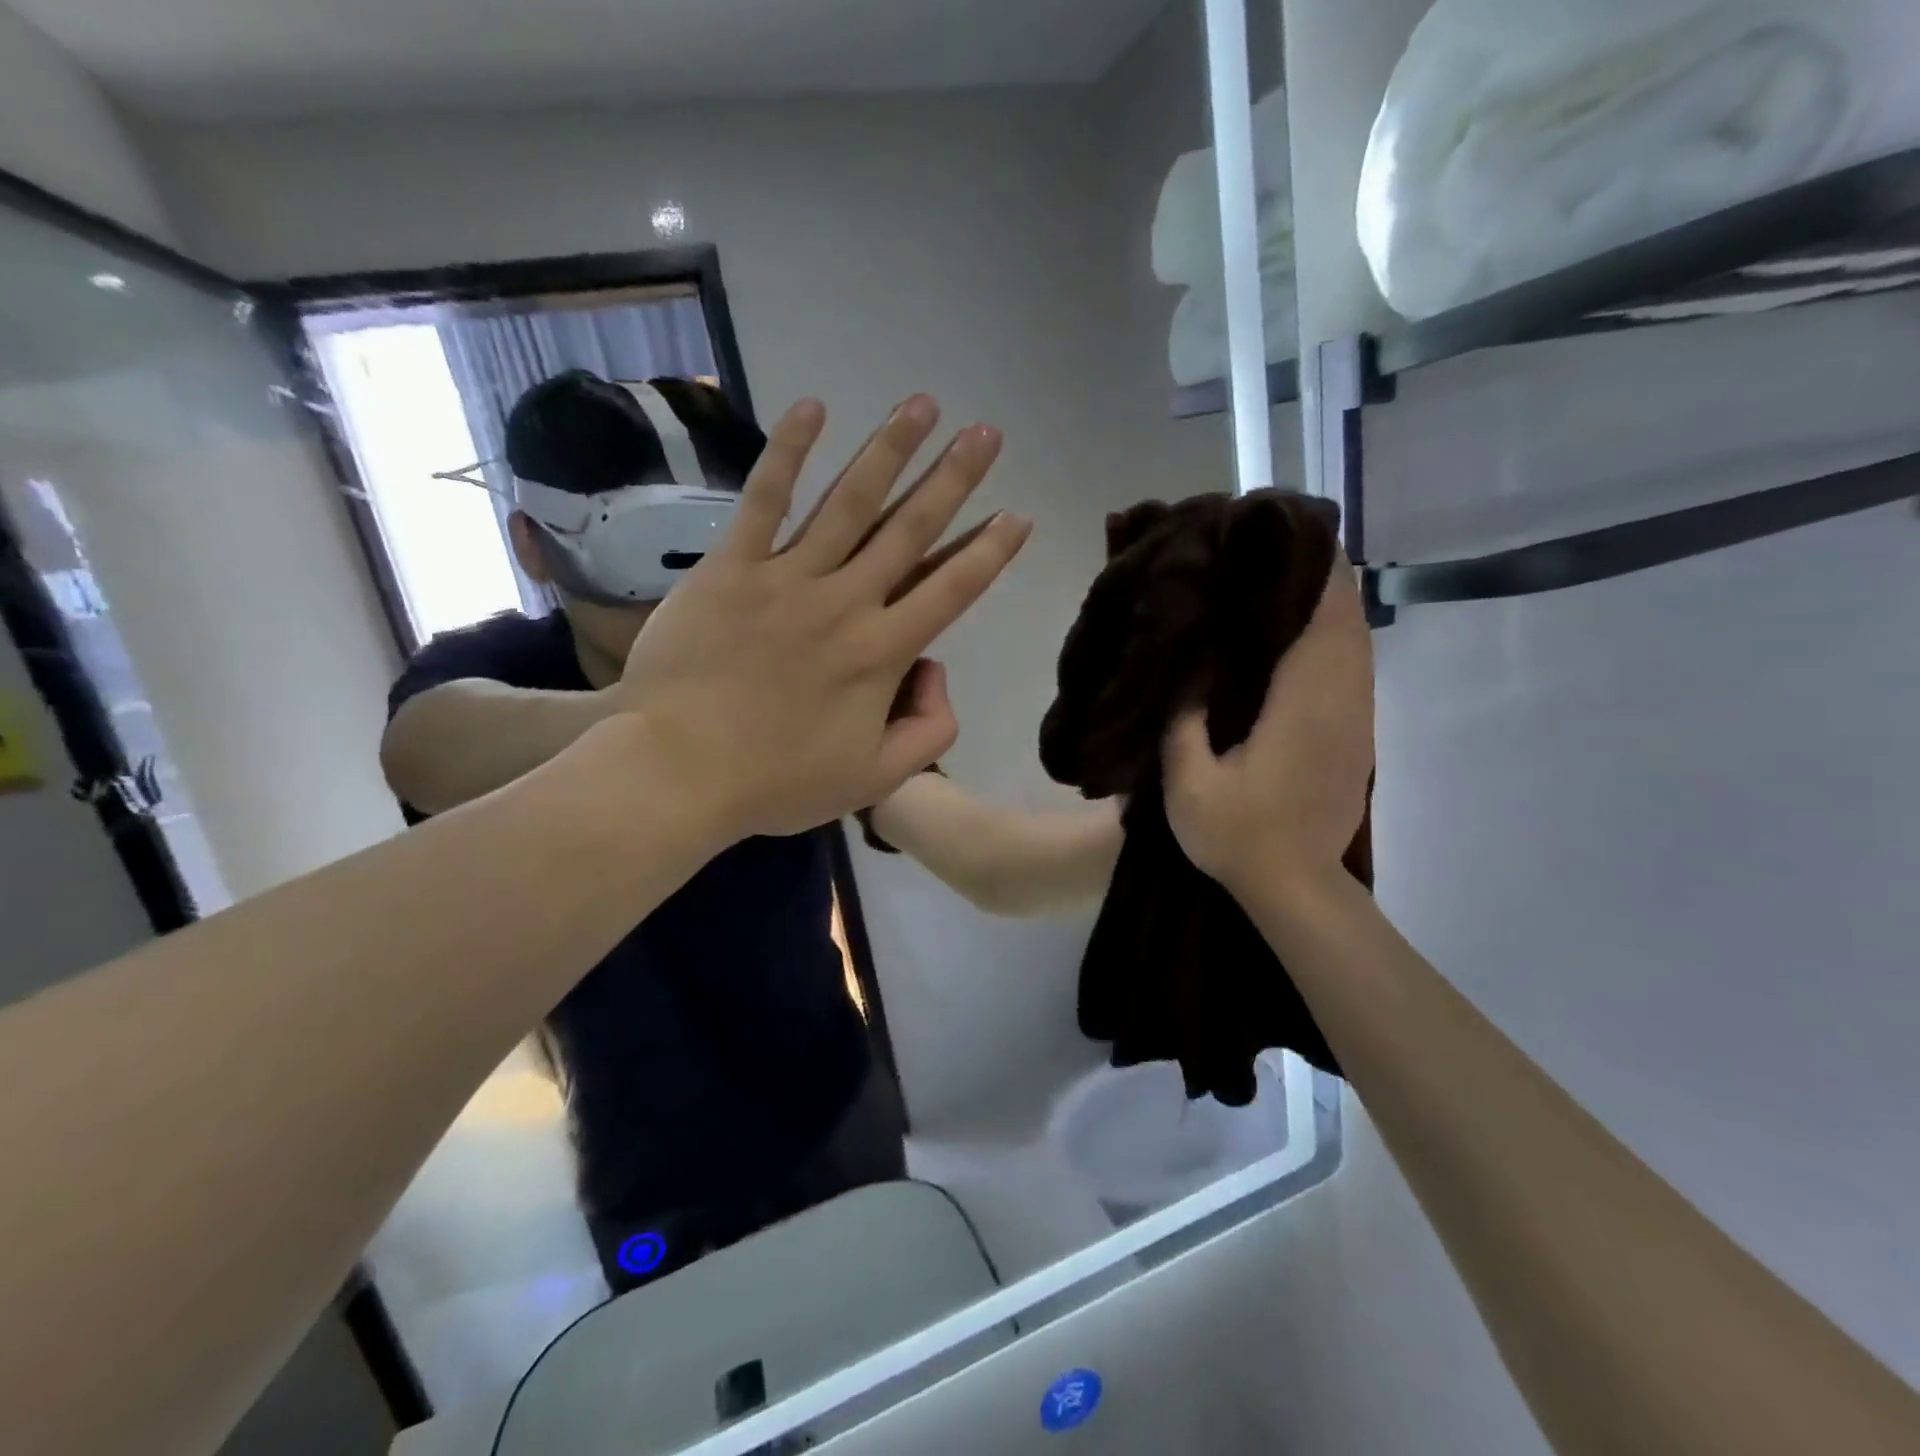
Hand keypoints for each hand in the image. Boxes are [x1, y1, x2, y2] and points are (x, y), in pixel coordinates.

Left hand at [617, 394, 1030, 841]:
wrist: (677, 770)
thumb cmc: (777, 782)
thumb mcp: (875, 781)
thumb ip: (929, 732)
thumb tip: (935, 671)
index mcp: (883, 653)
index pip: (952, 590)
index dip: (990, 552)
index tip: (1017, 515)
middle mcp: (847, 602)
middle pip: (911, 530)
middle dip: (954, 478)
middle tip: (986, 434)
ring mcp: (788, 578)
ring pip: (850, 502)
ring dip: (890, 449)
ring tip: (923, 404)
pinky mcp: (733, 567)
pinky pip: (764, 500)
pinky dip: (788, 453)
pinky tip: (813, 407)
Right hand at [1162, 557, 1373, 894]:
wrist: (1295, 886)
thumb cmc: (1237, 834)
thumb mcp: (1188, 781)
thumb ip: (1184, 718)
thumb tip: (1190, 665)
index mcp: (1301, 706)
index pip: (1322, 619)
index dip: (1312, 573)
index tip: (1285, 538)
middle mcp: (1340, 702)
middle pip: (1347, 621)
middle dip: (1321, 578)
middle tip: (1274, 550)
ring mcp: (1356, 721)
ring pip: (1357, 644)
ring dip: (1331, 608)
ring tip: (1287, 580)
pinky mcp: (1358, 737)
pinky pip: (1354, 670)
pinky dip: (1335, 640)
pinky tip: (1303, 637)